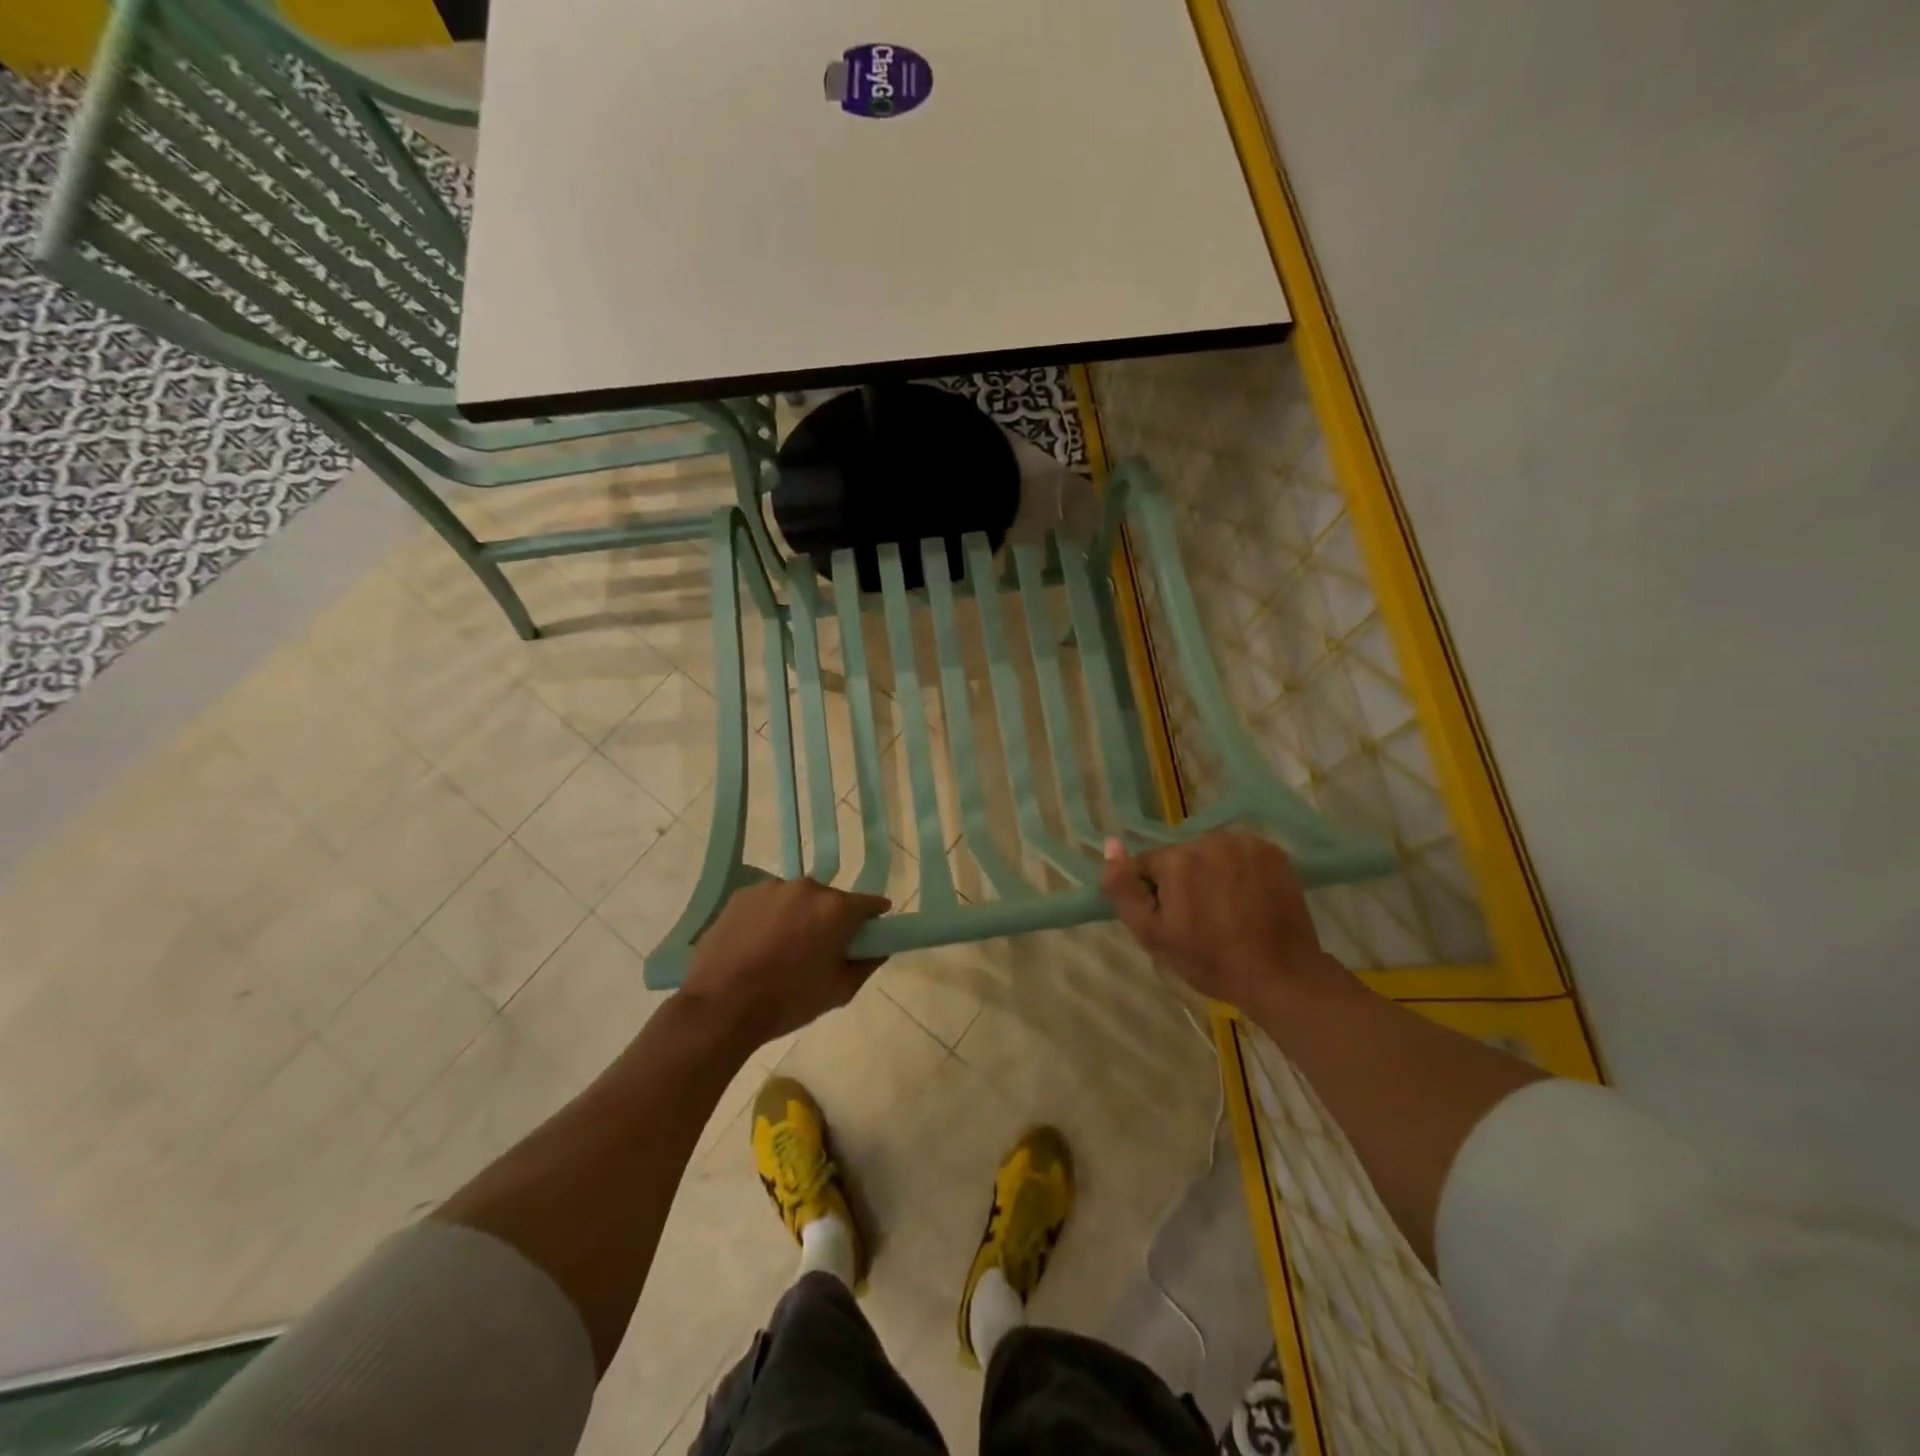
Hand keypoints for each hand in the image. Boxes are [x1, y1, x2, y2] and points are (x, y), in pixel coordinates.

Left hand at [678, 878, 890, 1048]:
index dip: (874, 917)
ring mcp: (771, 888)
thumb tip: (878, 948)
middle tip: (820, 949)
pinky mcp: (742, 895)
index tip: (870, 931)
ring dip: (798, 916)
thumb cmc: (788, 1000)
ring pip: (796, 899)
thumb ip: (866, 964)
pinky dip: (769, 917)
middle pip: (830, 900)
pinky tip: (757, 944)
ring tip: (782, 948)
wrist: (721, 1006)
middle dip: (831, 919)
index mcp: (836, 909)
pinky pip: (767, 903)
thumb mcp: (839, 991)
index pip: (869, 903)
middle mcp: (807, 888)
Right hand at [1101, 831, 1345, 1013]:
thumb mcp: (1152, 934)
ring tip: (1227, 909)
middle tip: (1202, 918)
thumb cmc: (1209, 961)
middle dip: (1185, 880)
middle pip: (1181, 856)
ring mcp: (1245, 844)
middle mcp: (1209, 840)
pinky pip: (1240, 853)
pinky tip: (1248, 898)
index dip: (1157, 894)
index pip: (1149, 865)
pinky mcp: (1272, 851)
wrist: (1281, 975)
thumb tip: (1111, 844)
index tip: (1174, 920)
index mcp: (1176, 860)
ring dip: (1212, 873)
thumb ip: (1123, 889)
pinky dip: (1240, 870)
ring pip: (1211, 853)